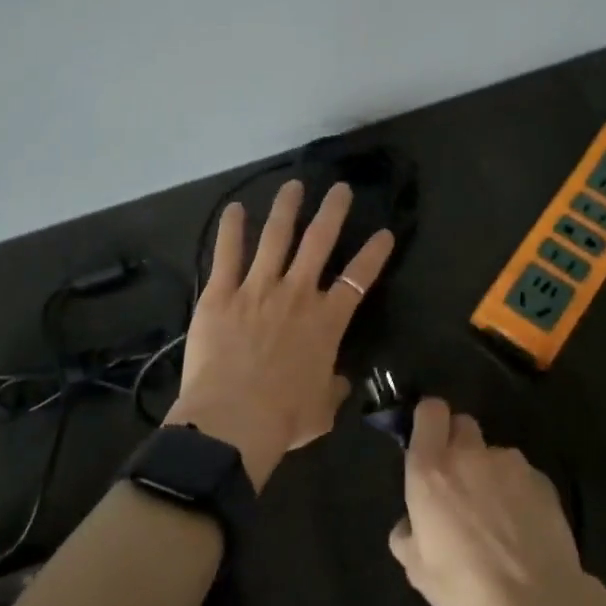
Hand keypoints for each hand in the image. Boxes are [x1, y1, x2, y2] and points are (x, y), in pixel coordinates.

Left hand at [166, 180, 394, 487]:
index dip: (374, 254)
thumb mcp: (322, 411)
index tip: (384, 233)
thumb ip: (333, 388)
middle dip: (333, 211)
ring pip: (275, 236)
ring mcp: (257, 288)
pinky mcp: (221, 293)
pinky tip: (233, 208)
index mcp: (326, 321)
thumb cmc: (283, 419)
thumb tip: (339, 381)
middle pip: (319, 241)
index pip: (358, 279)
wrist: (232, 420)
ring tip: (293, 186)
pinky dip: (230, 228)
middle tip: (340, 188)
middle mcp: (296, 294)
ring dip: (286, 208)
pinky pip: (227, 253)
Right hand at [388, 398, 590, 605]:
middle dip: (458, 444)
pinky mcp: (542, 480)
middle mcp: (469, 455)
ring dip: (489, 472)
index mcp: (431, 470)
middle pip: (462, 424)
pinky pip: (521, 475)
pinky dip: (518, 492)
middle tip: (459, 483)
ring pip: (493, 453)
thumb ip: (407, 535)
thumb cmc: (466, 589)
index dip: (429, 422)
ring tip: (497, 517)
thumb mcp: (418, 571)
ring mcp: (510, 464)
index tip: (429, 444)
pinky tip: (523, 528)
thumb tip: (410, 524)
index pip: (430, 410)